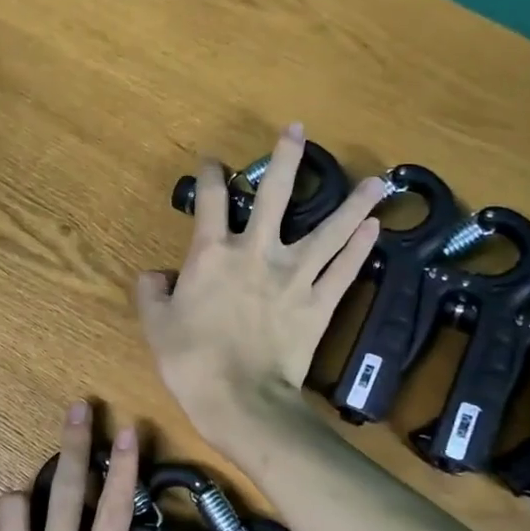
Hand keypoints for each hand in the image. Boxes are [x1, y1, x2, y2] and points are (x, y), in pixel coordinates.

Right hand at [136, 123, 384, 446]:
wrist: (238, 399)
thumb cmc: (190, 360)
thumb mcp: (156, 325)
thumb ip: (152, 292)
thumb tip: (154, 274)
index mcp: (212, 254)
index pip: (212, 202)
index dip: (212, 176)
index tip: (214, 162)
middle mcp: (257, 253)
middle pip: (277, 196)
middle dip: (287, 160)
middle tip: (298, 131)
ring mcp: (294, 277)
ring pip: (329, 231)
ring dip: (352, 204)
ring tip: (377, 181)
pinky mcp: (319, 304)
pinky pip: (344, 272)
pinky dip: (360, 250)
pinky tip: (375, 229)